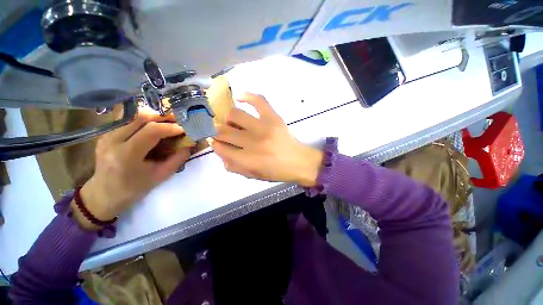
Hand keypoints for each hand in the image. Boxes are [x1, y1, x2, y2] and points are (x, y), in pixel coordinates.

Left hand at [72, 111, 190, 229]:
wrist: (103, 195)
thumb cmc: (133, 189)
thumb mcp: (160, 176)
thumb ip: (177, 159)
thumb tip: (190, 145)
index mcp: (126, 154)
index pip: (151, 131)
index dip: (170, 128)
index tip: (184, 129)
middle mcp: (113, 140)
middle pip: (141, 118)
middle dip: (163, 118)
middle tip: (179, 121)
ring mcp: (107, 135)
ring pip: (134, 117)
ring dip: (154, 118)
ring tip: (169, 122)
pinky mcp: (106, 134)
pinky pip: (128, 122)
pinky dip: (145, 121)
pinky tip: (154, 127)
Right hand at [212, 93, 322, 186]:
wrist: (299, 162)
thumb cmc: (276, 171)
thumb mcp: (253, 175)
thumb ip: (234, 166)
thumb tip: (220, 151)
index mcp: (247, 160)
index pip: (220, 147)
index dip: (215, 144)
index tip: (217, 142)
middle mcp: (253, 142)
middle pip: (224, 131)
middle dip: (218, 132)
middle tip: (222, 132)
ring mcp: (264, 127)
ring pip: (234, 114)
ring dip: (229, 118)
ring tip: (233, 122)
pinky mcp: (273, 117)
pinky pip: (258, 100)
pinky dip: (247, 96)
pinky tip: (240, 98)